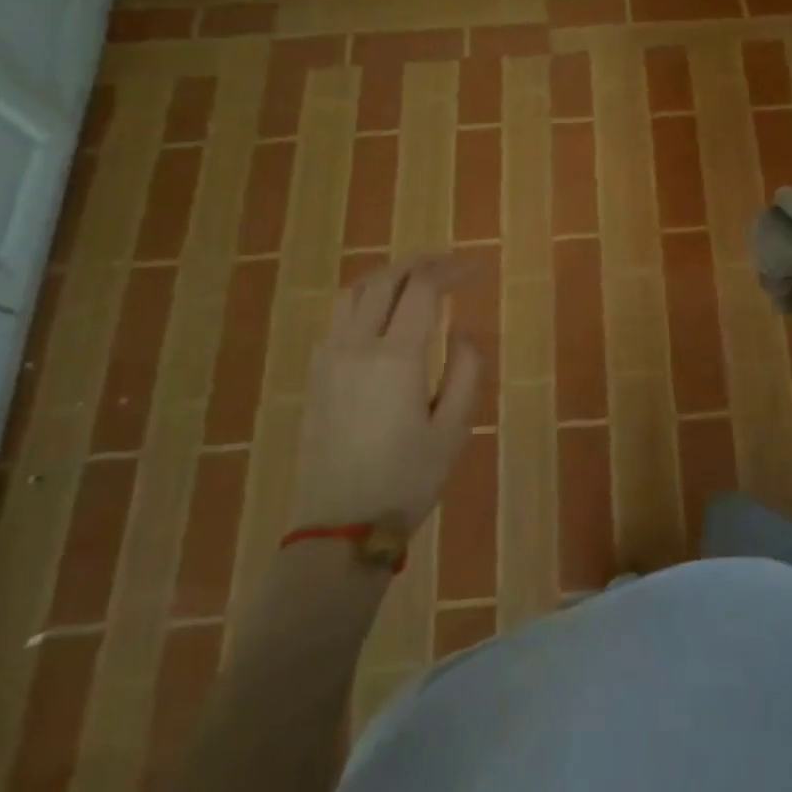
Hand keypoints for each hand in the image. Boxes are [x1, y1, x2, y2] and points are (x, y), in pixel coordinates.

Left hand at [293, 254, 484, 532]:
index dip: (451, 269)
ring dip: (388, 276)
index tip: (475, 271)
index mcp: (396, 357)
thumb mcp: (454, 430)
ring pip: (354, 292)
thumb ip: (465, 371)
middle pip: (385, 279)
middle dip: (420, 264)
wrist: (339, 528)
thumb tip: (463, 332)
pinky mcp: (316, 375)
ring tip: (415, 283)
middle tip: (450, 266)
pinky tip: (382, 317)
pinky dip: (365, 299)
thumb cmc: (406, 480)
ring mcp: (329, 359)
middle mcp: (357, 346)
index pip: (422, 288)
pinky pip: (338, 317)